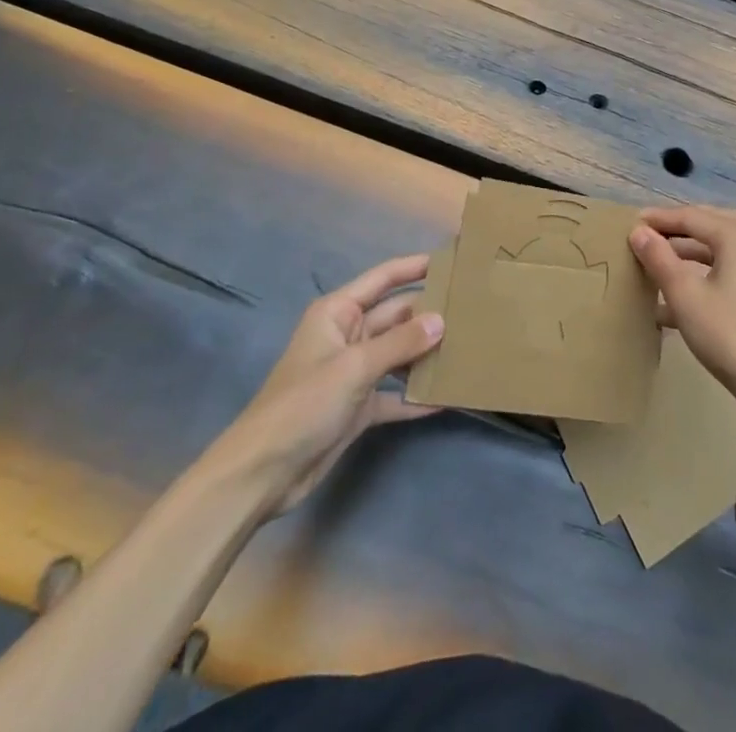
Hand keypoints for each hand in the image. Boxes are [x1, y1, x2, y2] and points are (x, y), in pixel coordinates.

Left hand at [207, 255, 444, 516]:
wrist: (261, 474)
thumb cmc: (302, 405)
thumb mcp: (353, 367)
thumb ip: (400, 343)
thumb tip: (442, 321)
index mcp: (338, 313)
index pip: (383, 279)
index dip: (415, 266)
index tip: (453, 260)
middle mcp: (348, 336)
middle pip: (397, 316)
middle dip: (430, 314)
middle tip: (474, 309)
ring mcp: (354, 373)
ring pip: (399, 354)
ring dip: (427, 354)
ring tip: (470, 347)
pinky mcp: (359, 407)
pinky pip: (395, 394)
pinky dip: (417, 396)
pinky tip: (448, 397)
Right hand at [630, 206, 735, 412]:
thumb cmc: (727, 333)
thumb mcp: (685, 295)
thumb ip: (659, 259)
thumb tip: (639, 232)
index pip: (691, 216)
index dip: (660, 219)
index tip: (631, 222)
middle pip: (709, 225)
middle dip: (677, 229)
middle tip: (648, 233)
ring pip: (720, 248)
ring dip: (689, 252)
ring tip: (658, 261)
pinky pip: (729, 269)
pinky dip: (704, 273)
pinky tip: (677, 297)